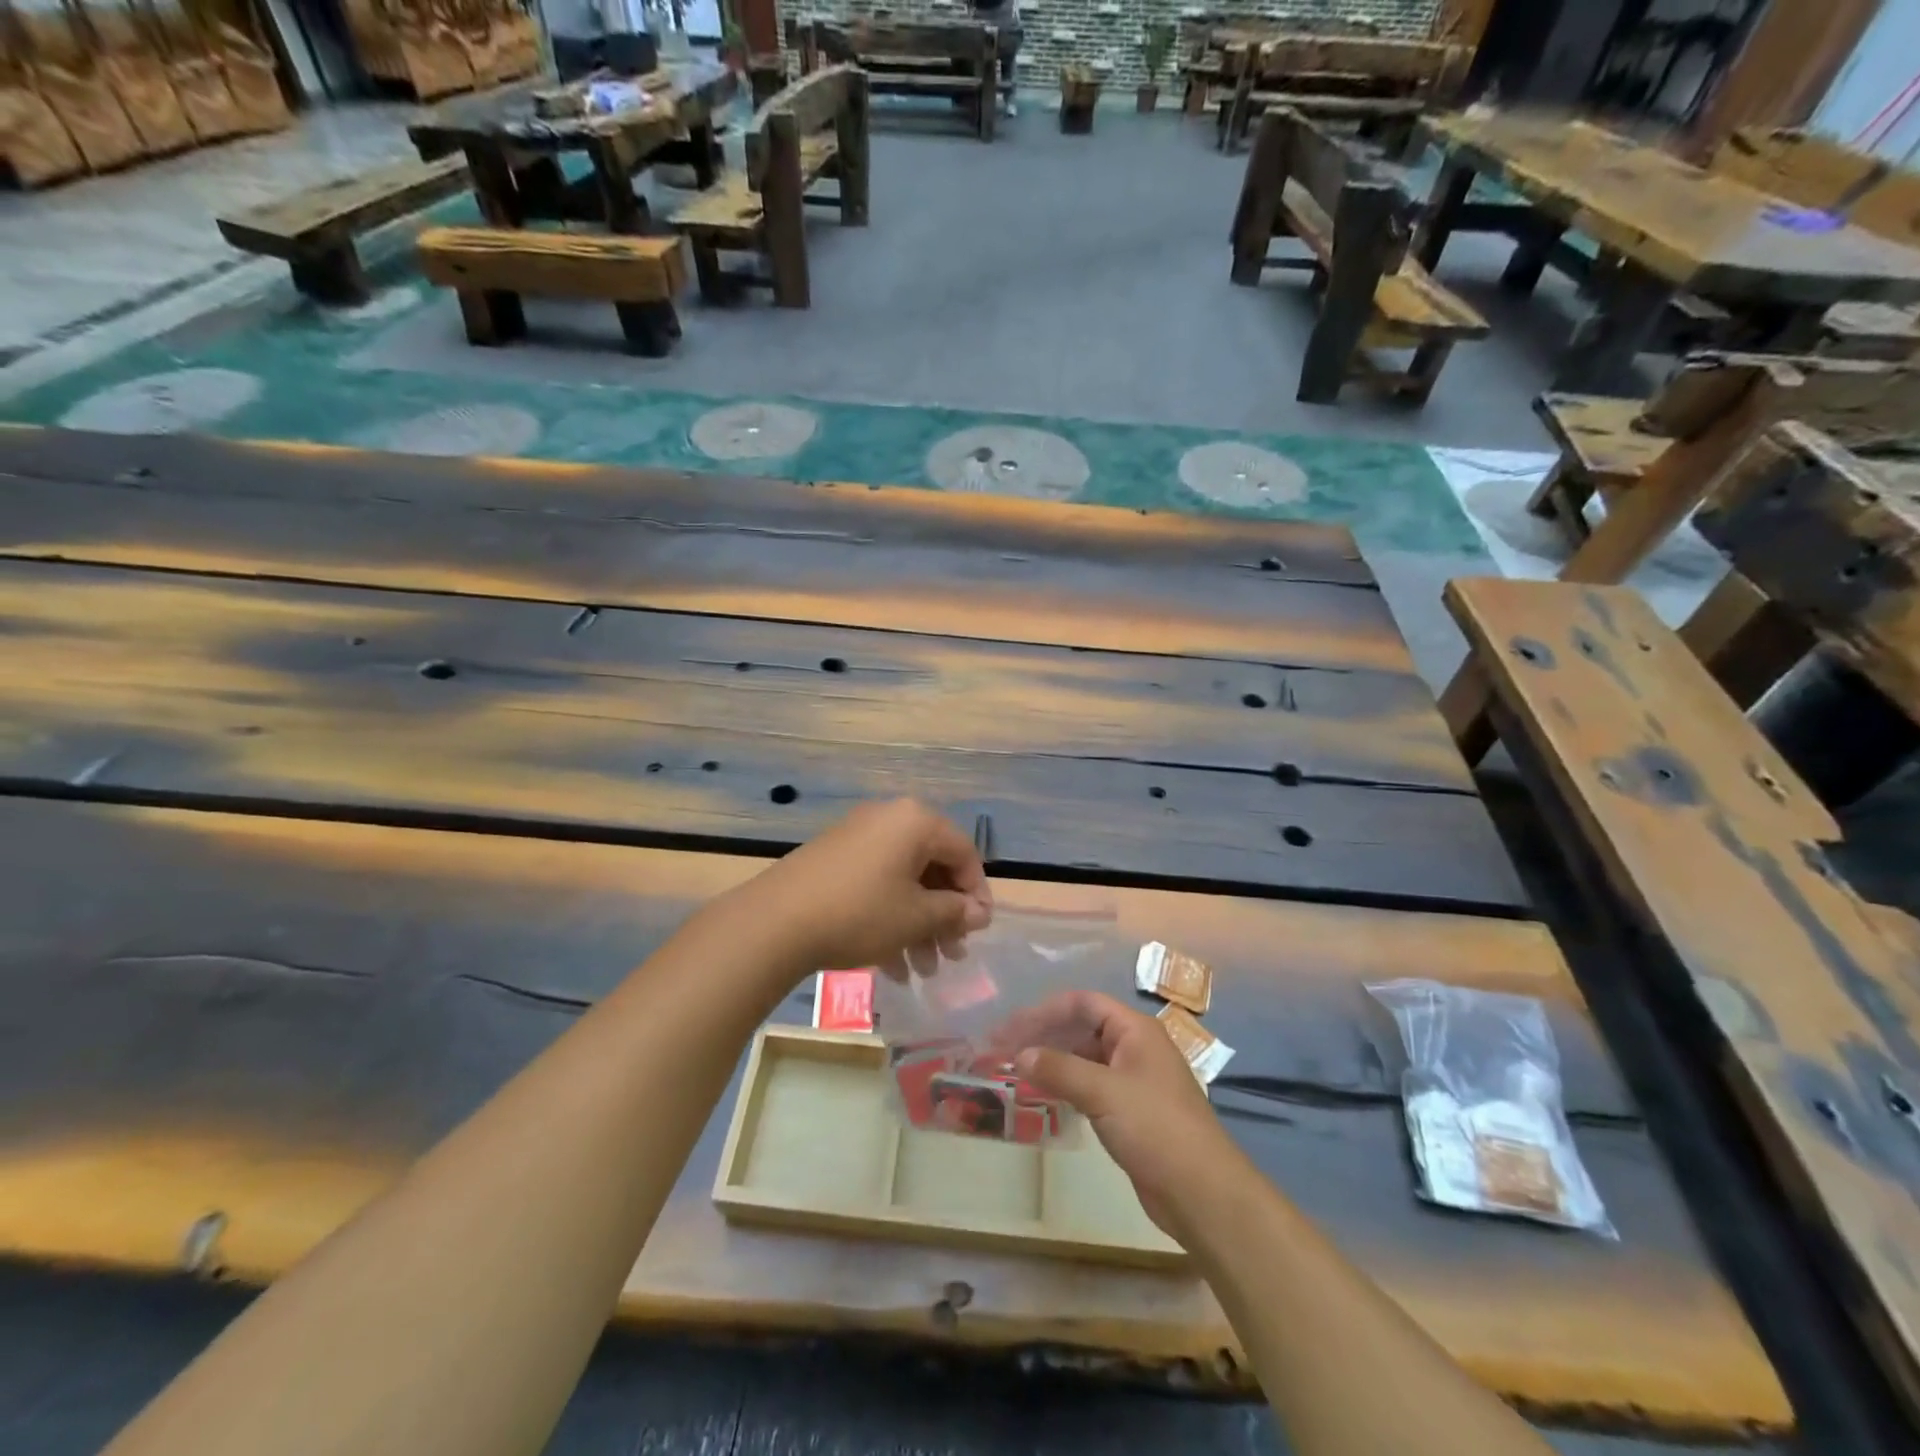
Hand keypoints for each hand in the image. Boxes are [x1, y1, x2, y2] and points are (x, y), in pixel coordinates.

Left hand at [746, 799, 992, 980]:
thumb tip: (979, 912)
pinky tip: (892, 966)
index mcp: (915, 822)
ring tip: (922, 971)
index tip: (979, 931)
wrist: (775, 922)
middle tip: (952, 955)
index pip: (964, 852)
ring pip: (903, 881)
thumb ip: (954, 912)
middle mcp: (888, 819)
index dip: (977, 894)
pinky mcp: (834, 859)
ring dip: (918, 926)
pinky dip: (889, 919)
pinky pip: (875, 885)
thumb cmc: (861, 913)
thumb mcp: (916, 917)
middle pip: (932, 867)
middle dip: (944, 916)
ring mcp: (857, 837)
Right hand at [1012, 991, 1250, 1240]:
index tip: (1010, 1028)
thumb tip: (1019, 1055)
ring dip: (1051, 1062)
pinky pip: (1090, 1087)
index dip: (1045, 1011)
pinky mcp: (1130, 1112)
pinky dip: (1064, 1086)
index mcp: (1135, 1030)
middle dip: (1043, 1036)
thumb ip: (1059, 1069)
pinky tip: (1041, 1096)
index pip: (1083, 1003)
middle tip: (1003, 1051)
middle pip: (1081, 1029)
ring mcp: (1133, 1081)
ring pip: (1084, 1059)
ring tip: (1014, 1072)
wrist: (1202, 1193)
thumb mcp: (1103, 1092)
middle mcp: (1134, 1048)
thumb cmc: (1155, 1128)